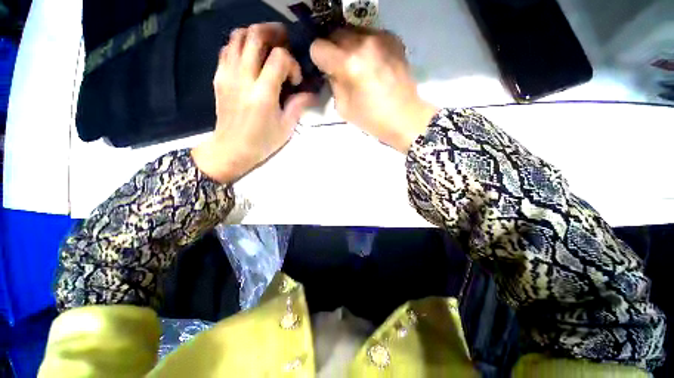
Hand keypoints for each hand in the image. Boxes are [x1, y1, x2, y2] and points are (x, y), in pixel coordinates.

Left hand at [192, 23, 314, 183]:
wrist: (231, 149)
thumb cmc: (262, 142)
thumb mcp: (286, 127)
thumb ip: (298, 105)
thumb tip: (312, 93)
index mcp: (263, 94)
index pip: (279, 57)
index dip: (291, 63)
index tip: (295, 80)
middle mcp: (243, 78)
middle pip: (255, 35)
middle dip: (273, 33)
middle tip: (285, 41)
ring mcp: (227, 75)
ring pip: (237, 36)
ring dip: (255, 34)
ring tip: (268, 45)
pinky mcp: (219, 77)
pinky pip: (227, 48)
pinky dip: (241, 45)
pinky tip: (251, 57)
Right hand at [310, 28, 437, 152]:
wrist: (405, 117)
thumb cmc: (372, 119)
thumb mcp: (343, 107)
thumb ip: (333, 84)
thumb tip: (331, 70)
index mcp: (349, 63)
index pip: (319, 46)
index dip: (319, 59)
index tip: (325, 70)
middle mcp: (364, 43)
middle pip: (335, 33)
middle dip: (333, 50)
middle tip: (340, 68)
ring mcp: (381, 37)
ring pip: (352, 31)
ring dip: (349, 46)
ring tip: (358, 66)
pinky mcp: (393, 38)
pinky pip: (369, 35)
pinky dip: (365, 46)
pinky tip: (372, 63)